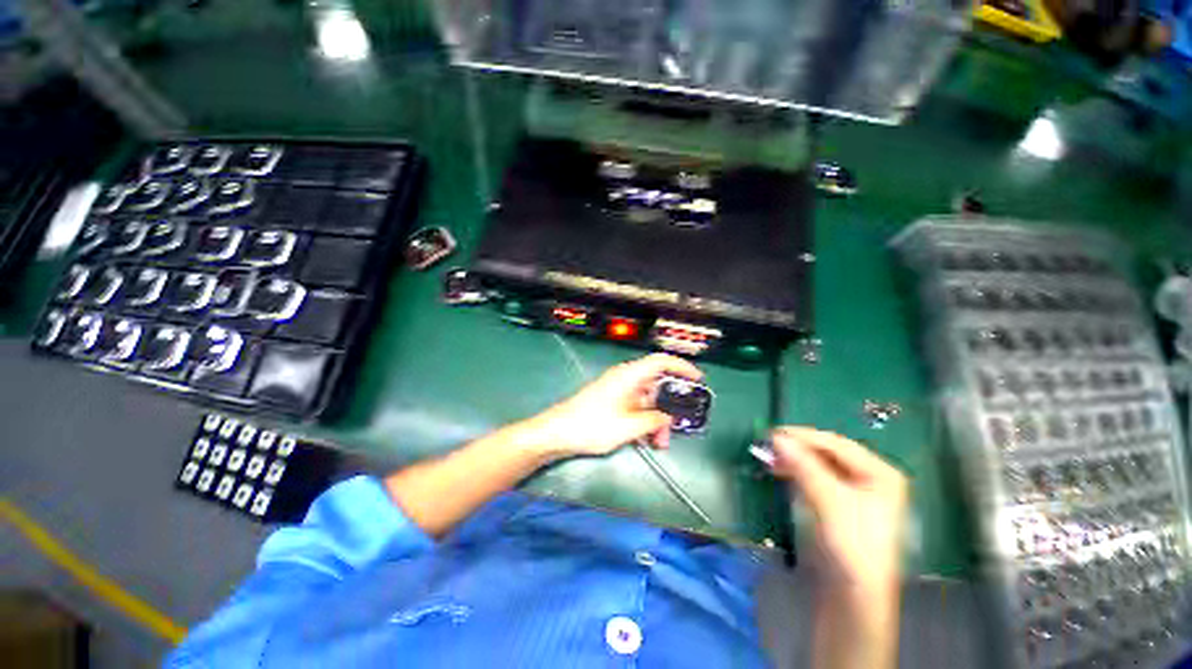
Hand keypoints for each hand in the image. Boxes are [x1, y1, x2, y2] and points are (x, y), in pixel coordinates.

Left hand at [528, 354, 703, 458]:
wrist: (557, 433)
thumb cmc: (592, 425)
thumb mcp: (629, 426)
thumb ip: (653, 420)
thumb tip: (668, 418)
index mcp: (630, 375)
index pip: (661, 361)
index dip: (682, 367)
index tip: (699, 379)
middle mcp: (625, 378)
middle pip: (656, 385)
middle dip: (669, 407)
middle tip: (675, 429)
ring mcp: (618, 390)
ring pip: (647, 400)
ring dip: (656, 419)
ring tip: (658, 443)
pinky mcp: (612, 402)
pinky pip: (635, 407)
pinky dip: (644, 421)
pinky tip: (645, 440)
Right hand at [768, 427, 908, 594]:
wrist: (854, 594)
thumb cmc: (852, 543)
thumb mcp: (829, 500)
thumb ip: (804, 465)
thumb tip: (776, 437)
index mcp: (880, 472)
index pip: (837, 444)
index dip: (804, 436)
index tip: (773, 433)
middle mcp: (871, 477)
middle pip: (828, 453)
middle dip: (798, 448)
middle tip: (769, 445)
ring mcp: (856, 492)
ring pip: (819, 465)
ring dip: (795, 459)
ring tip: (770, 457)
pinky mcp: (839, 504)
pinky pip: (815, 478)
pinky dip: (797, 472)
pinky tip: (781, 470)